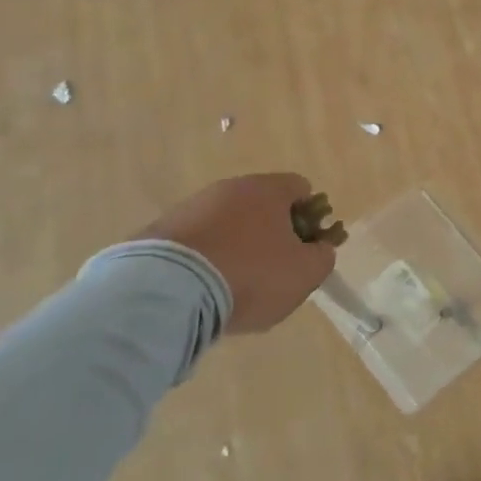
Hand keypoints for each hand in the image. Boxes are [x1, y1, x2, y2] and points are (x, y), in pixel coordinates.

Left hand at [134, 173, 335, 333]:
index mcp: (269, 189)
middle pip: (262, 204)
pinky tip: (201, 288)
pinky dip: (203, 258)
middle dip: (271, 232)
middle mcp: (230, 187)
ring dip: (235, 244)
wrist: (166, 292)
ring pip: (226, 222)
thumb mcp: (304, 274)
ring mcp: (191, 206)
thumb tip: (319, 249)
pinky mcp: (159, 230)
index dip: (311, 217)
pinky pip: (195, 241)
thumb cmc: (249, 275)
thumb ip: (321, 257)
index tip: (306, 247)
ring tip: (232, 285)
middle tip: (273, 269)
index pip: (301, 188)